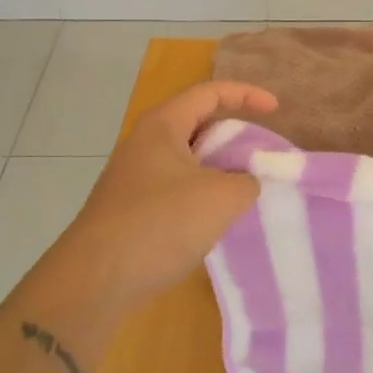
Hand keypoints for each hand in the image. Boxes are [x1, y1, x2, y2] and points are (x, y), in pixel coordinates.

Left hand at [50, 81, 276, 309]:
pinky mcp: (131, 208)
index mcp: (163, 126)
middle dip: (232, 135)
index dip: (246, 94)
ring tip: (245, 188)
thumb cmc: (160, 224)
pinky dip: (201, 194)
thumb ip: (247, 181)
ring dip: (218, 169)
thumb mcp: (221, 199)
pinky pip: (175, 188)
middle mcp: (144, 143)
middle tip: (260, 154)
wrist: (95, 280)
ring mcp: (134, 177)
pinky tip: (215, 220)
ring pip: (187, 160)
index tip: (276, 110)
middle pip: (197, 124)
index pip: (209, 93)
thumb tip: (247, 182)